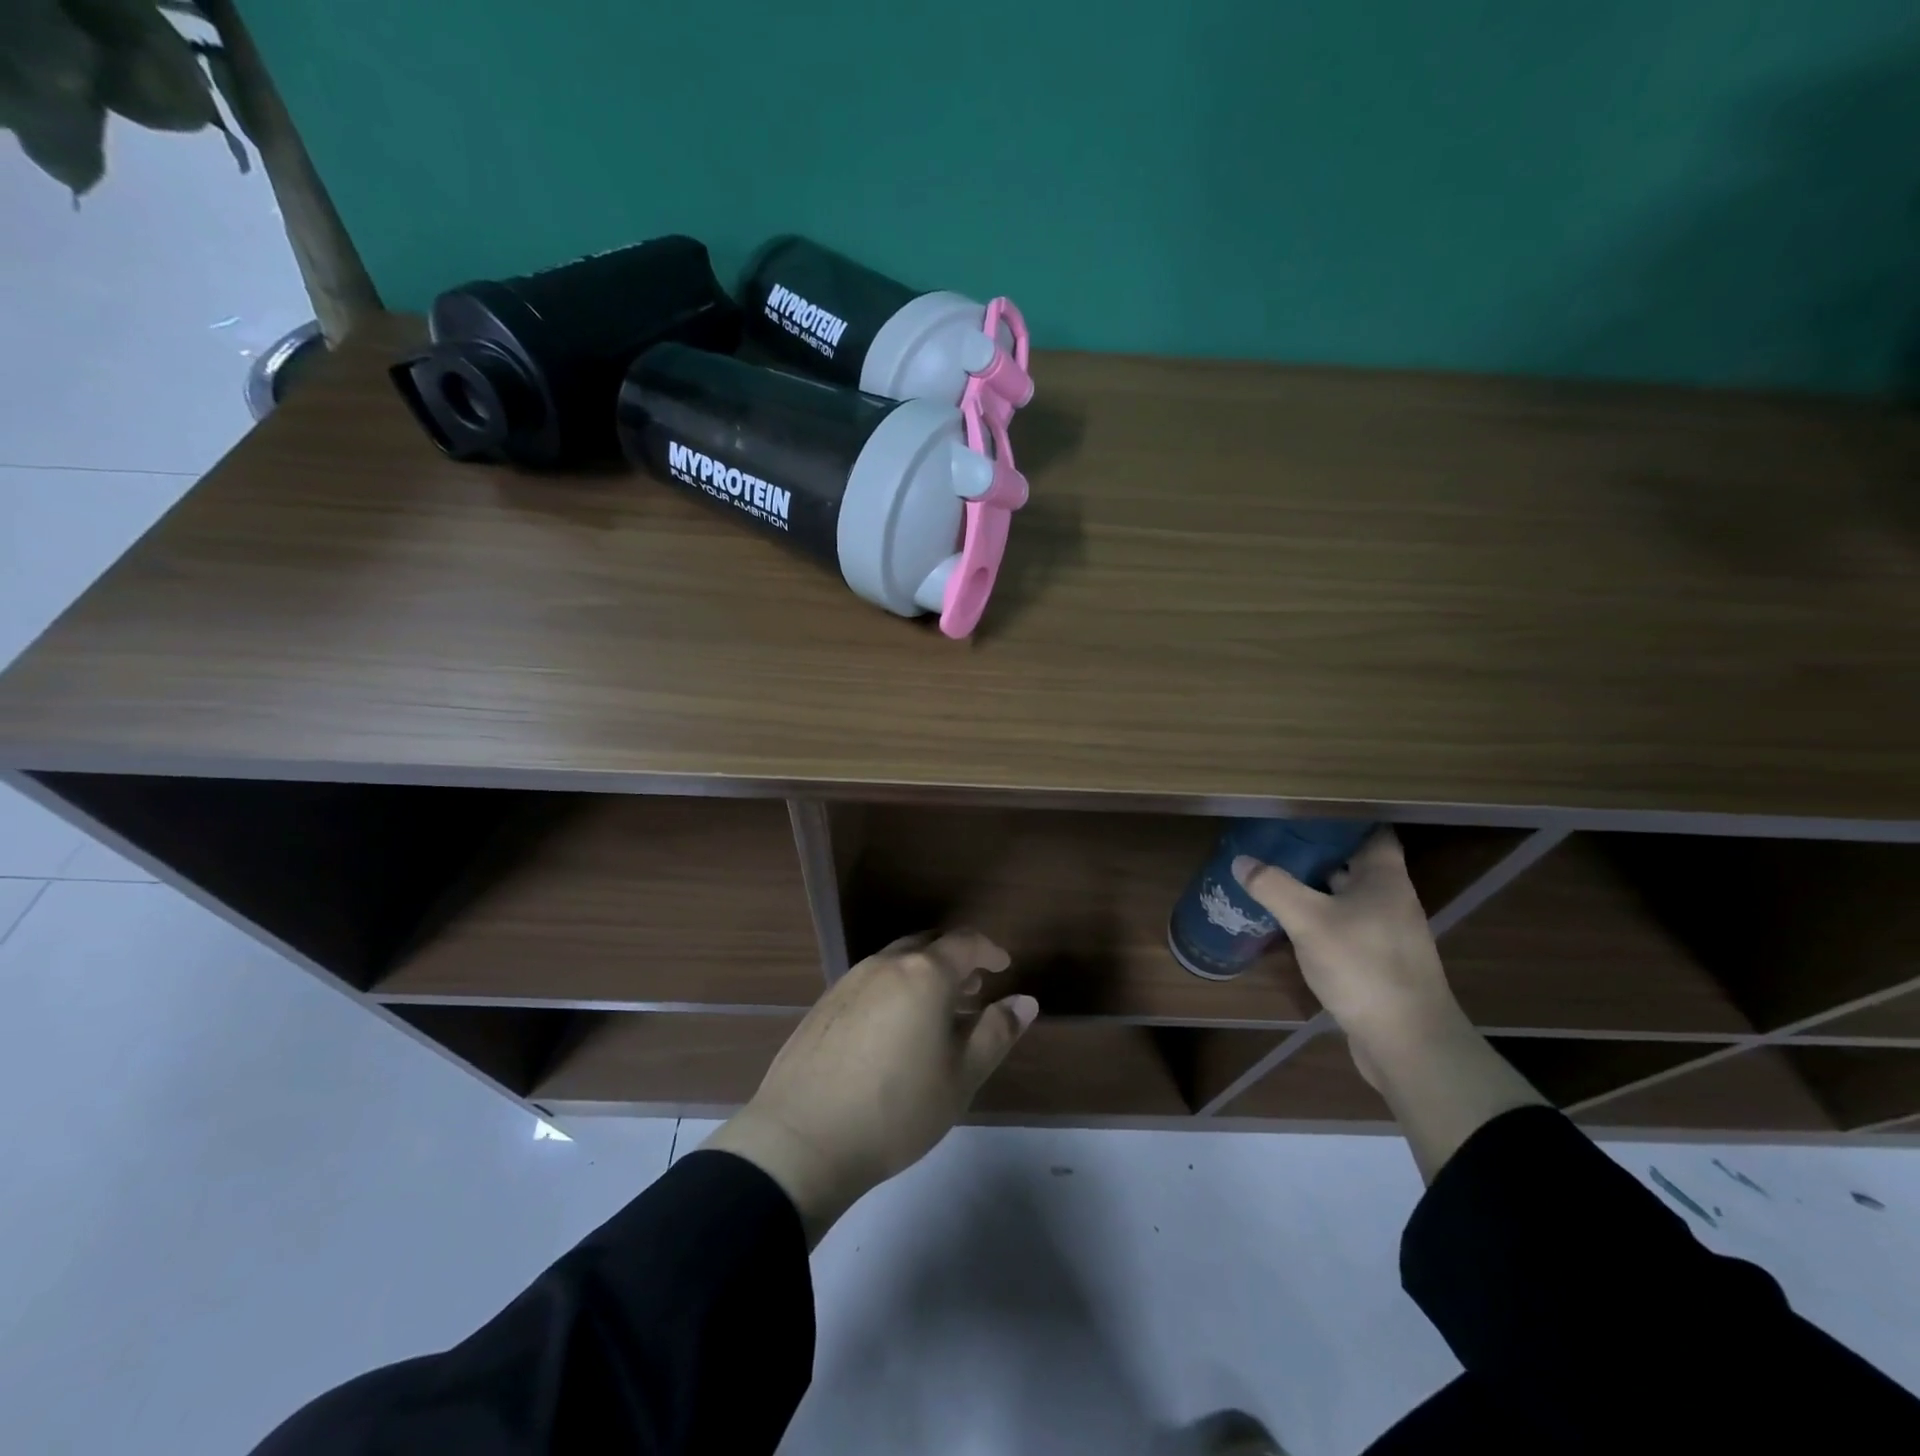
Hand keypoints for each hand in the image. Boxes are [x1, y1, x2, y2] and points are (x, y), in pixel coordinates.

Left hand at [704, 929, 1036, 1244]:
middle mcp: (886, 964)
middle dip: (955, 961)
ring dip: (923, 976)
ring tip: (938, 1013)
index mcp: (924, 974)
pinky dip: (895, 990)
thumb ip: (996, 1033)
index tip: (1004, 967)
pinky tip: (894, 1031)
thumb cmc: (896, 1109)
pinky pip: (871, 982)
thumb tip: (1025, 1001)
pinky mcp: (825, 1004)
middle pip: (928, 946)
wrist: (802, 1138)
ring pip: (897, 962)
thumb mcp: (960, 1077)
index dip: (989, 950)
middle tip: (973, 989)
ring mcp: (850, 981)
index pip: (965, 943)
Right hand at [1232, 829, 1459, 1064]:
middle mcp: (1391, 900)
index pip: (1372, 832)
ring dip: (1317, 887)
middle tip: (1276, 840)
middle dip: (1319, 851)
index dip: (1342, 819)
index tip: (1305, 811)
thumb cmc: (1364, 967)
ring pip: (1348, 897)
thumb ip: (1274, 887)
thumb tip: (1241, 860)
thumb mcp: (1309, 921)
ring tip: (1275, 876)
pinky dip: (1321, 919)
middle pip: (1356, 864)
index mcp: (1385, 879)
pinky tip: (1291, 923)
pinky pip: (1345, 927)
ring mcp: (1387, 933)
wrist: (1408, 1043)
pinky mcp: (1378, 962)